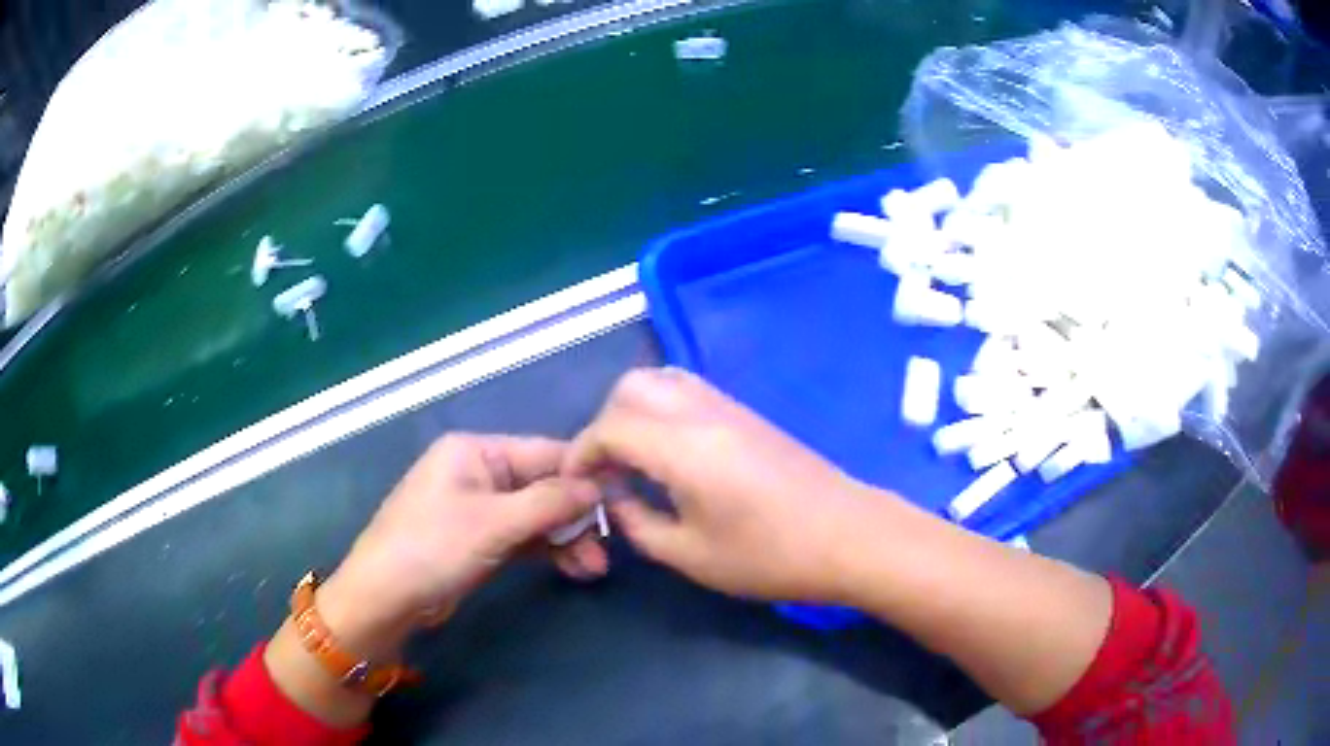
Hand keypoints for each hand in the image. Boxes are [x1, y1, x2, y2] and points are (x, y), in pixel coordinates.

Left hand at [320, 435, 604, 659]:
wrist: (384, 598)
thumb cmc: (431, 547)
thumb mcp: (492, 523)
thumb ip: (548, 503)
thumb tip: (598, 486)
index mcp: (476, 451)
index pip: (543, 453)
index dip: (583, 475)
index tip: (622, 499)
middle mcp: (480, 472)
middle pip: (543, 487)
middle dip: (575, 517)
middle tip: (606, 549)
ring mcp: (480, 508)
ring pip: (537, 516)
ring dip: (567, 539)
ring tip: (594, 569)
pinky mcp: (481, 539)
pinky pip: (524, 537)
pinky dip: (548, 550)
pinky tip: (574, 567)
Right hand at [564, 368, 886, 602]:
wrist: (849, 536)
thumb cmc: (770, 556)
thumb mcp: (691, 556)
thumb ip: (637, 524)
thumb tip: (613, 499)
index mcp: (682, 447)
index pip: (609, 428)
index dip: (580, 454)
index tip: (573, 484)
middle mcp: (701, 412)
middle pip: (630, 388)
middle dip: (604, 424)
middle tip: (607, 472)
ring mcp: (728, 407)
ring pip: (660, 380)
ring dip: (632, 410)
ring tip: (634, 459)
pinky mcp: (747, 413)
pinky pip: (688, 389)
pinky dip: (661, 407)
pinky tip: (670, 452)